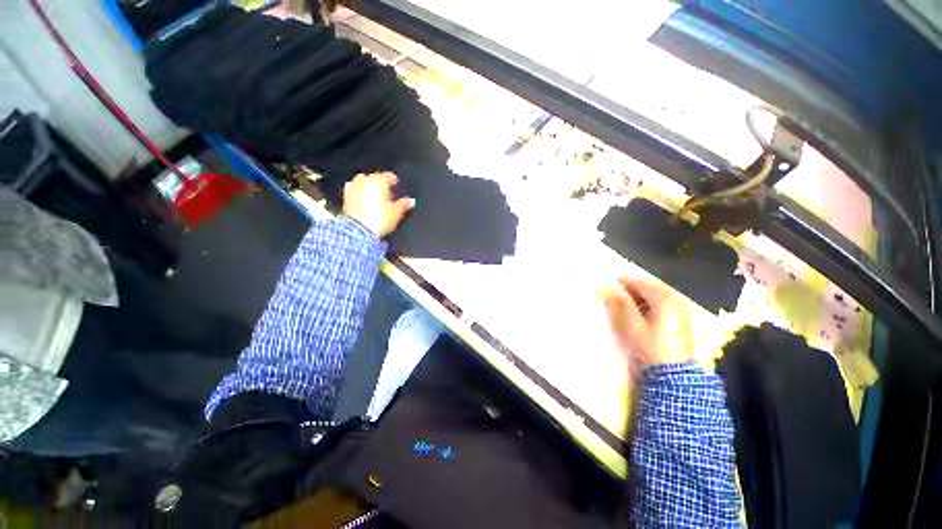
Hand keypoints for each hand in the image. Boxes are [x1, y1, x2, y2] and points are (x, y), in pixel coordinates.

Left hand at [342, 172, 414, 237]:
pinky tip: (361, 198)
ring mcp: (353, 188)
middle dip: (380, 182)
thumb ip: (404, 205)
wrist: (359, 230)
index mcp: (379, 181)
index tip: (396, 183)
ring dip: (368, 185)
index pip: (388, 175)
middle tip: (386, 190)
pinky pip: (353, 190)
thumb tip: (410, 201)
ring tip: (373, 193)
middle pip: (374, 177)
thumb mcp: (396, 213)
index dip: (393, 179)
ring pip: (362, 181)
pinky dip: (358, 192)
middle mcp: (365, 181)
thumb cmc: (378, 220)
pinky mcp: (346, 197)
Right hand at [602, 278, 692, 367]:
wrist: (674, 370)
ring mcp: (680, 309)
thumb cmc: (652, 345)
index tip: (614, 281)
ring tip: (628, 300)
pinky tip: (643, 308)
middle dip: (635, 287)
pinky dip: (652, 301)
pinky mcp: (682, 317)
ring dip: (643, 295)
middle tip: (620, 290)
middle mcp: (675, 301)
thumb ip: (624, 305)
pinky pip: (665, 302)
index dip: (628, 282)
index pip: (643, 285)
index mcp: (663, 301)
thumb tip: (612, 290)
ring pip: (659, 295)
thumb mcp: (634, 325)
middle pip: (652, 288)